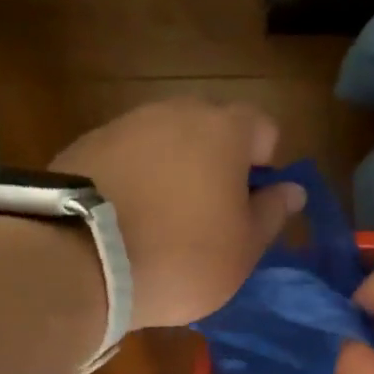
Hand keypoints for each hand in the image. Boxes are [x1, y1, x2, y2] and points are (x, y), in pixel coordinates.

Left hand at [52, 98, 304, 329]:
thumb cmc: (182, 257)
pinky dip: (136, 179)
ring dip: (174, 170)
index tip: (254, 203)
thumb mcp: (243, 249)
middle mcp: (175, 112)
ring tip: (164, 221)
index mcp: (224, 131)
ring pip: (166, 141)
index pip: (263, 128)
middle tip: (213, 214)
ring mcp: (125, 124)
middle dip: (218, 163)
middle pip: (211, 128)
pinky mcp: (84, 146)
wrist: (80, 260)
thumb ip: (272, 213)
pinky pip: (127, 157)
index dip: (266, 164)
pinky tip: (127, 220)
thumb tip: (293, 189)